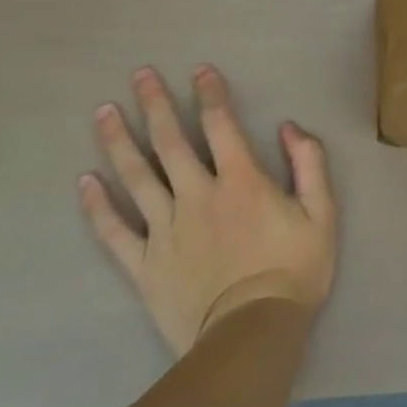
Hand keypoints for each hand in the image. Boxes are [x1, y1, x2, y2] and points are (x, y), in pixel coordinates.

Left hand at [78, 65, 335, 355]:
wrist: (251, 336)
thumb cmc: (293, 270)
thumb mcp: (322, 212)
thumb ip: (309, 163)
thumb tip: (288, 126)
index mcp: (241, 180)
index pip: (221, 125)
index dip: (210, 94)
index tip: (198, 69)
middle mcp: (197, 196)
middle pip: (170, 142)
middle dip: (155, 104)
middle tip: (139, 75)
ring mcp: (165, 230)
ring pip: (136, 178)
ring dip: (118, 142)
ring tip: (104, 112)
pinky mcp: (144, 266)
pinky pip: (114, 232)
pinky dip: (97, 206)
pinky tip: (84, 181)